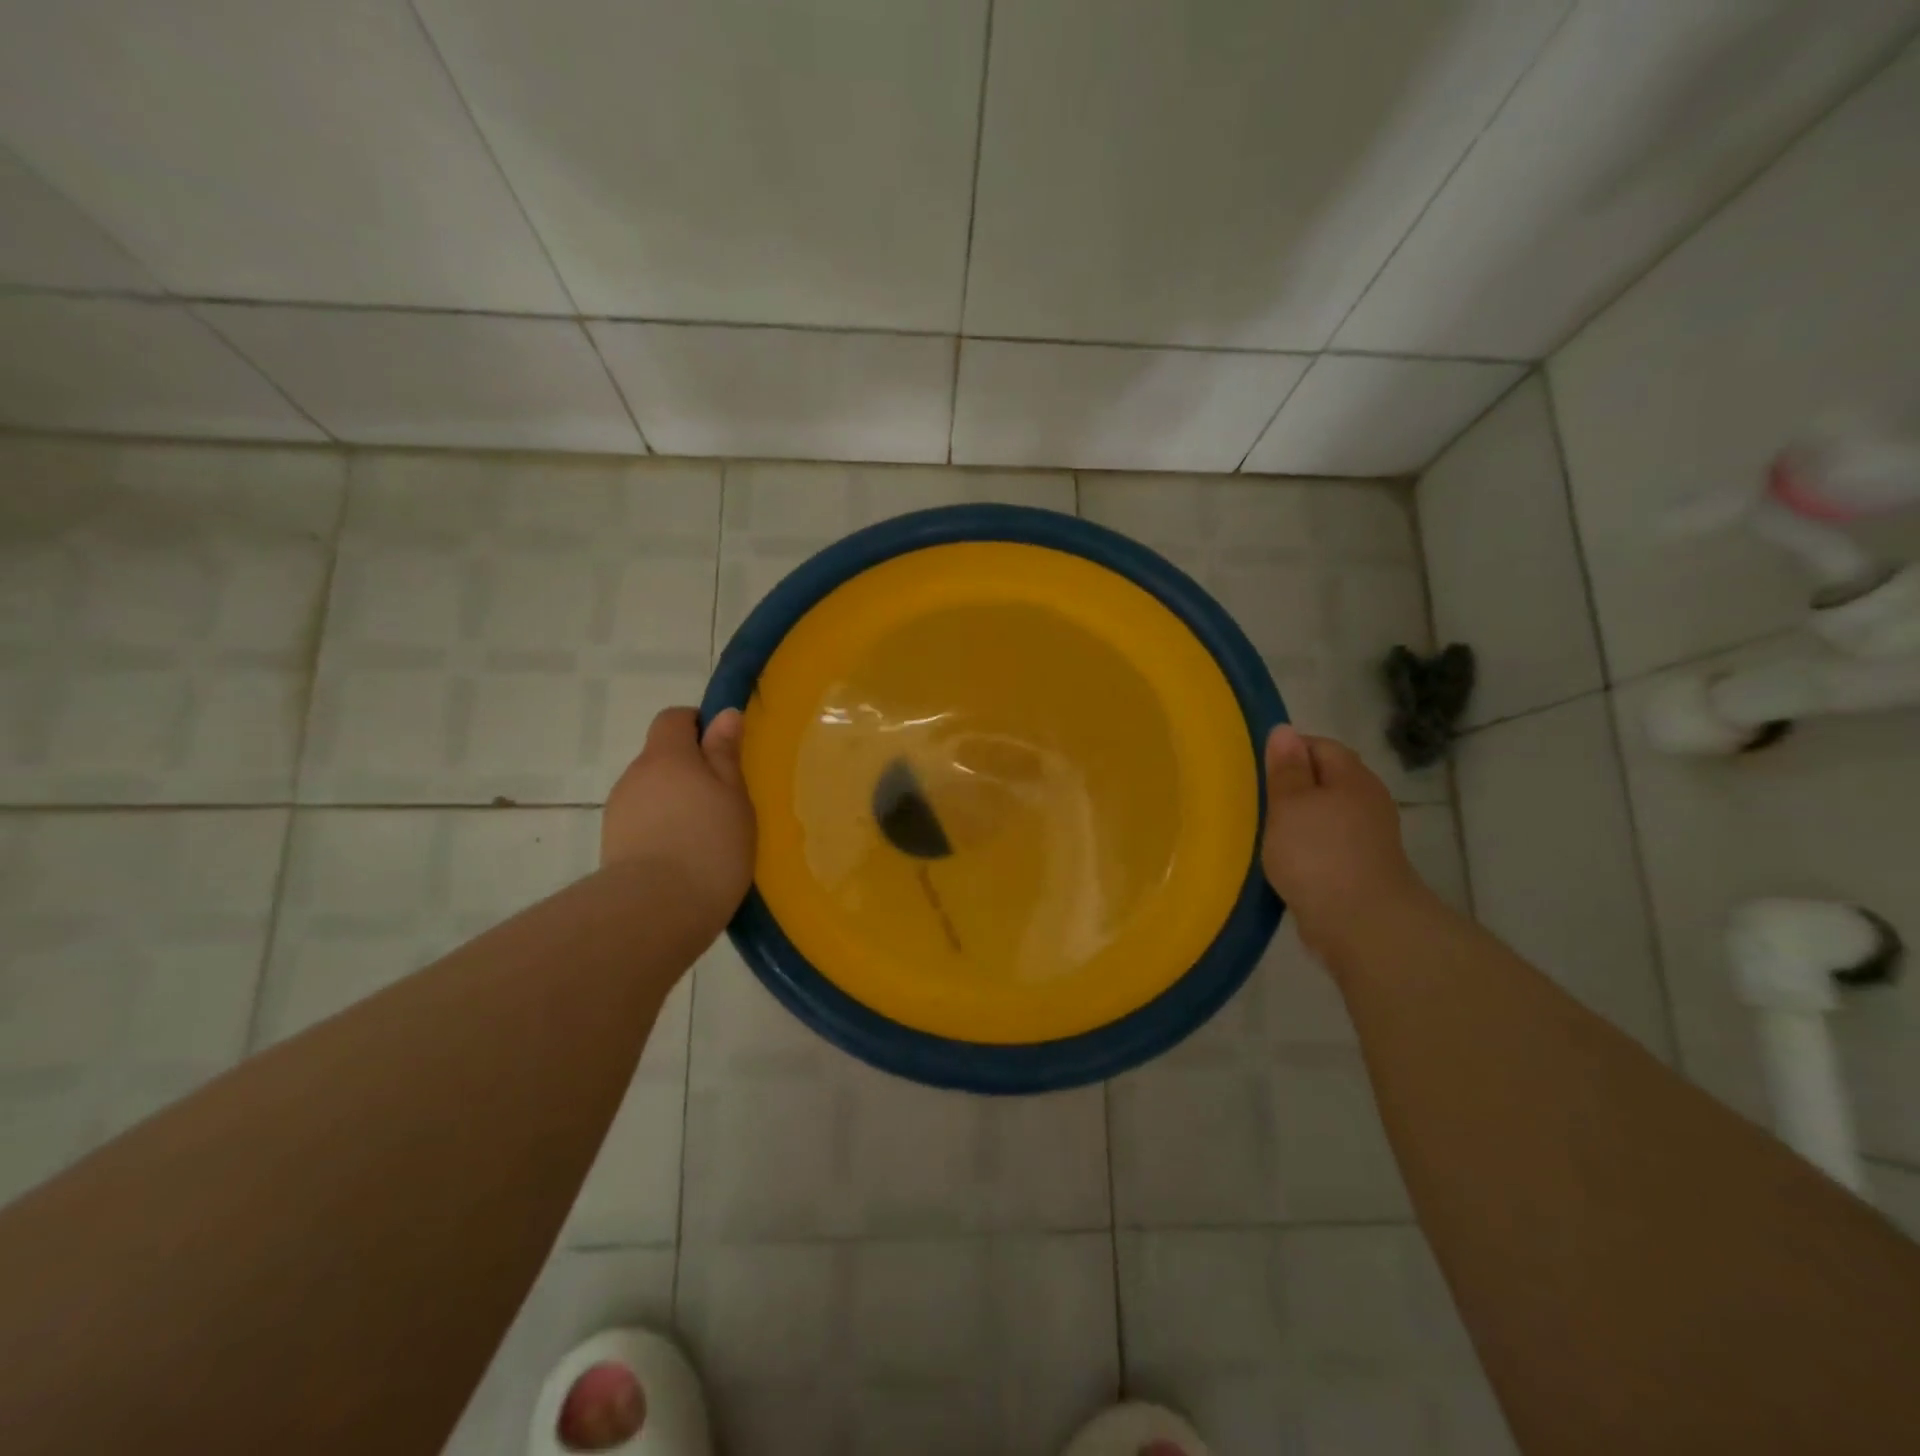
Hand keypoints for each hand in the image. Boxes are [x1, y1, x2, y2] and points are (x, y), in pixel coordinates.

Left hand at [602, 707, 754, 926]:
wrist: (656, 911)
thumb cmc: (710, 845)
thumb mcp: (734, 796)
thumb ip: (725, 754)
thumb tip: (723, 714)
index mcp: (666, 756)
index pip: (674, 718)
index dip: (697, 725)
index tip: (723, 750)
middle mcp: (635, 775)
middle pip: (662, 756)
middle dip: (690, 769)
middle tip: (723, 800)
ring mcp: (619, 810)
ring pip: (652, 791)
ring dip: (675, 801)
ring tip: (705, 835)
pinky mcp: (613, 844)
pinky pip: (642, 821)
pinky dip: (662, 828)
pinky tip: (683, 856)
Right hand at [1262, 725, 1424, 955]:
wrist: (1362, 924)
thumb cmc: (1318, 854)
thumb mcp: (1289, 804)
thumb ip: (1285, 769)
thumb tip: (1284, 730)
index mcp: (1352, 778)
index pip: (1320, 746)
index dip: (1288, 751)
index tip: (1257, 771)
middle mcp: (1367, 801)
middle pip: (1326, 779)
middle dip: (1292, 786)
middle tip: (1256, 799)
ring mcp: (1368, 837)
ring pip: (1326, 814)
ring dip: (1298, 819)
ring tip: (1264, 831)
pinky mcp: (1362, 868)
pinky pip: (1328, 844)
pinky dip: (1307, 847)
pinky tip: (1285, 860)